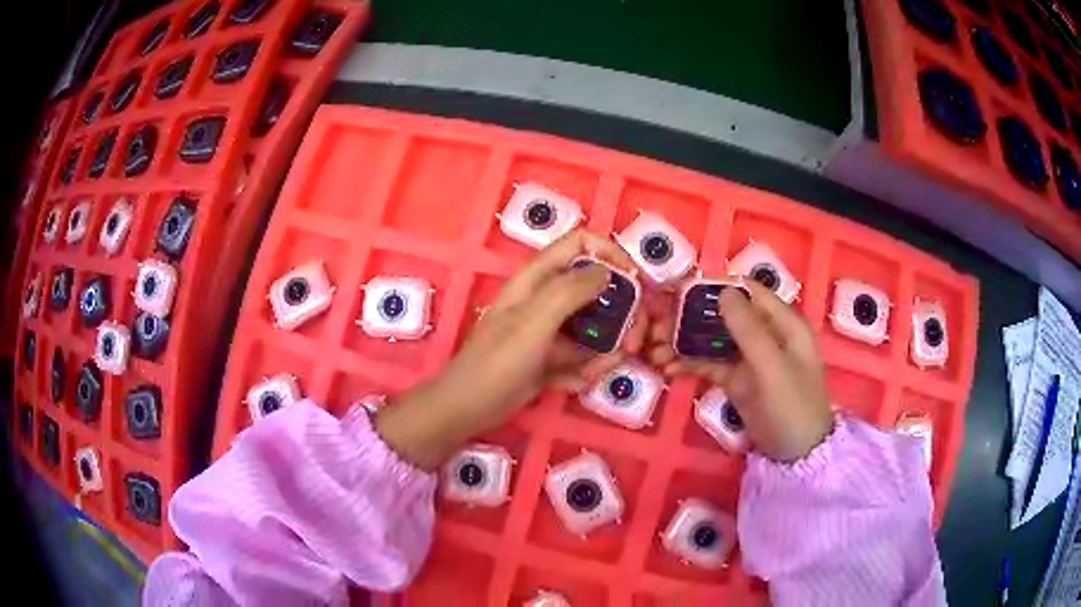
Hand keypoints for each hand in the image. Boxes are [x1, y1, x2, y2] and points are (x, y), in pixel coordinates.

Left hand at [376, 229, 645, 468]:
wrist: (469, 408)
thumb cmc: (497, 362)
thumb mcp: (533, 322)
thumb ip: (569, 291)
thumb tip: (607, 271)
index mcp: (538, 278)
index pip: (580, 244)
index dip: (610, 253)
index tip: (636, 280)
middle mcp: (546, 298)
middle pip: (596, 288)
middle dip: (620, 312)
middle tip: (634, 340)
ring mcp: (550, 328)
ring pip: (594, 326)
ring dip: (607, 346)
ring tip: (603, 368)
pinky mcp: (551, 356)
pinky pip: (582, 355)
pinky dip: (587, 368)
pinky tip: (578, 383)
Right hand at [648, 280, 832, 461]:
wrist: (796, 454)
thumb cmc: (792, 407)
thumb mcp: (773, 368)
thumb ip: (749, 330)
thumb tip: (723, 291)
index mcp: (782, 322)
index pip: (747, 291)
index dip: (715, 287)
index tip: (679, 291)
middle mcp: (765, 333)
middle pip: (724, 314)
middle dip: (691, 318)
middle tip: (656, 328)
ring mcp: (749, 357)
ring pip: (713, 339)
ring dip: (684, 342)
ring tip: (654, 352)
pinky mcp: (736, 379)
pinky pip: (710, 363)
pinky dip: (689, 364)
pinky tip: (667, 370)